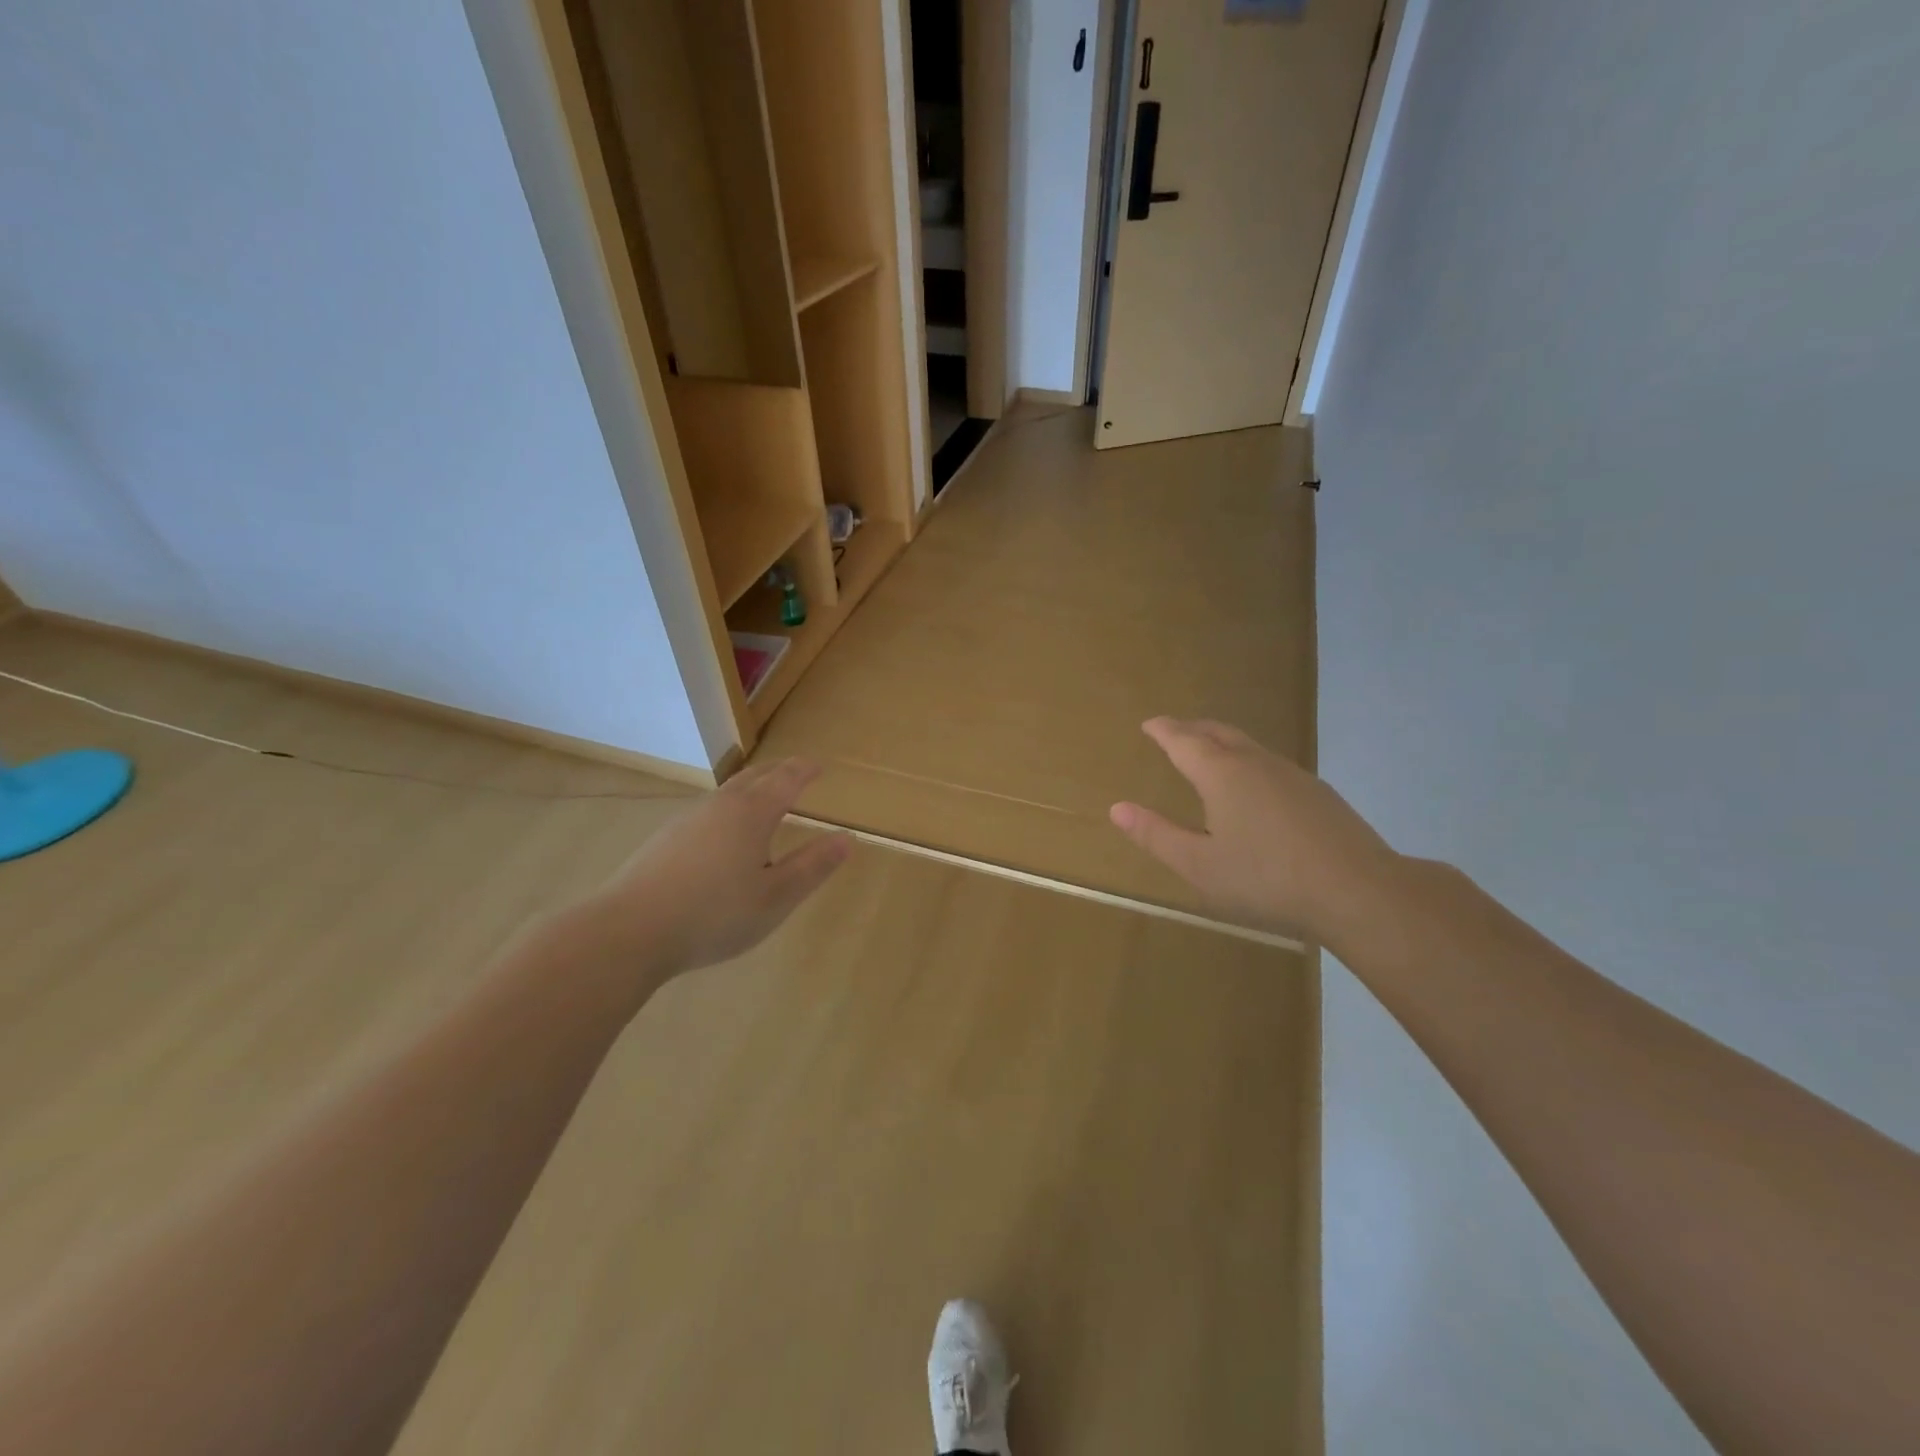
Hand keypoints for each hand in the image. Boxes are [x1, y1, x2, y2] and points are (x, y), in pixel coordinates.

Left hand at [589, 759, 851, 974]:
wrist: (628, 931)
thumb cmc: (713, 915)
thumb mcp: (775, 898)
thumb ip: (812, 866)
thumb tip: (846, 838)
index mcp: (752, 814)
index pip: (786, 779)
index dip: (805, 770)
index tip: (819, 765)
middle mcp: (720, 806)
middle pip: (755, 776)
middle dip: (779, 771)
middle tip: (796, 772)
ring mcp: (688, 820)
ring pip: (727, 792)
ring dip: (752, 787)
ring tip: (763, 799)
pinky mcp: (665, 838)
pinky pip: (707, 811)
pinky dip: (728, 808)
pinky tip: (722, 834)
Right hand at [1110, 718, 1401, 944]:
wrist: (1358, 890)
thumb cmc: (1266, 879)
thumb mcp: (1199, 865)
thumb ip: (1156, 835)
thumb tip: (1117, 808)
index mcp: (1221, 774)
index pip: (1184, 741)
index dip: (1163, 730)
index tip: (1150, 724)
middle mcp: (1256, 763)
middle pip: (1219, 733)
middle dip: (1193, 728)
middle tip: (1175, 730)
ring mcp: (1293, 775)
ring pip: (1249, 746)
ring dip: (1223, 742)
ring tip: (1210, 754)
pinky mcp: (1318, 794)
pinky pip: (1271, 764)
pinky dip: (1249, 762)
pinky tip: (1255, 788)